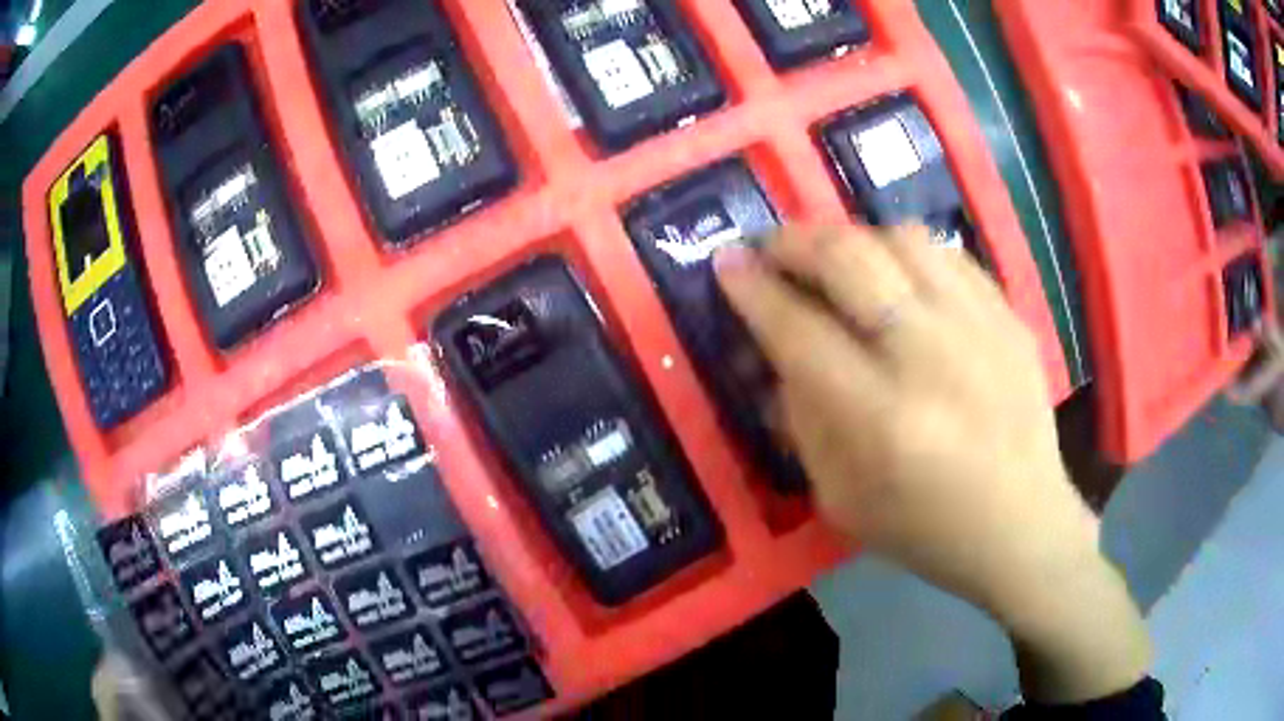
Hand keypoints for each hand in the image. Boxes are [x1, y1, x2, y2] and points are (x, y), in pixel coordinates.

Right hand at [714, 224, 1148, 702]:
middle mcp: (930, 358)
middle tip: (771, 248)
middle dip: (794, 241)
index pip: (798, 330)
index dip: (753, 290)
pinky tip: (898, 275)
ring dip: (853, 238)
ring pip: (901, 239)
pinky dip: (907, 252)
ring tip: (837, 261)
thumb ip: (803, 421)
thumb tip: (774, 355)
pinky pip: (948, 254)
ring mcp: (979, 328)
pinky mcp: (1010, 317)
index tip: (725, 264)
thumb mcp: (841, 500)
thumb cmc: (927, 530)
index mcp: (881, 420)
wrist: (1023, 526)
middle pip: (850, 260)